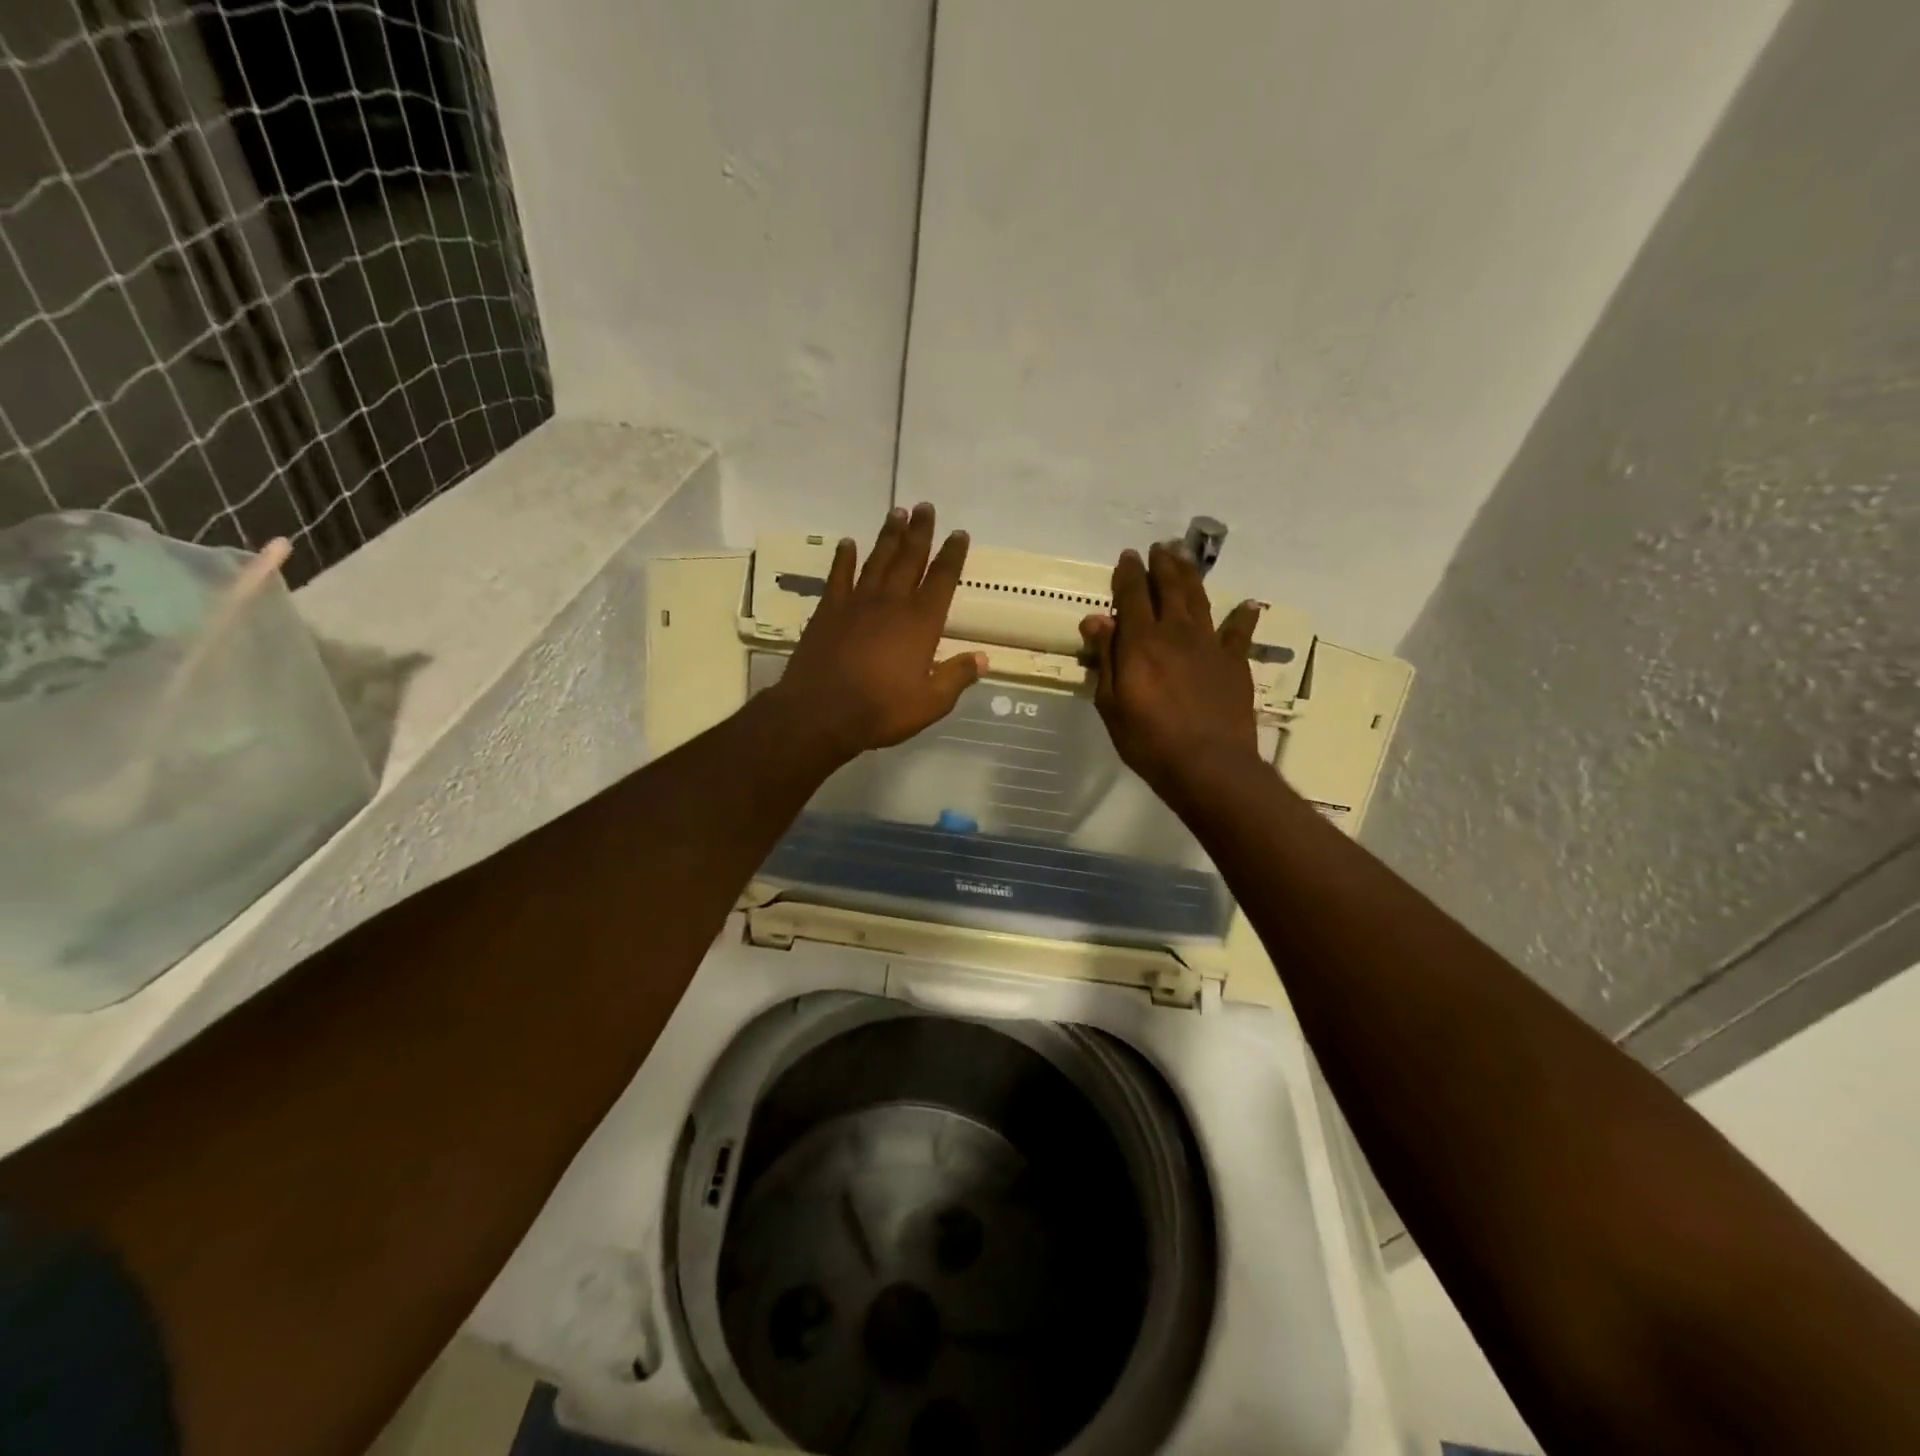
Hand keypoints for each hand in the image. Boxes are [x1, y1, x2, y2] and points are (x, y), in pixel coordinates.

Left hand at [772, 503, 985, 766]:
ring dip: (888, 536)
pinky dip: (844, 558)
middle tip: (926, 507)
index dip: (952, 555)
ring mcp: (857, 603)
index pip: (942, 580)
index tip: (959, 534)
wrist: (820, 713)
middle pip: (910, 558)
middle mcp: (892, 603)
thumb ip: (956, 677)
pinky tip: (848, 543)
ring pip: (877, 560)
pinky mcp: (828, 610)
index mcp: (921, 623)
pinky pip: (839, 576)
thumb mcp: (930, 703)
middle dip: (920, 532)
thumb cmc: (880, 711)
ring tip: (897, 512)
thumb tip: (983, 658)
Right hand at [1079, 541, 1265, 805]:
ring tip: (1185, 558)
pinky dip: (1242, 617)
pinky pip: (1239, 632)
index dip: (1129, 573)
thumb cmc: (1149, 740)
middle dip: (1162, 565)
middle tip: (1159, 547)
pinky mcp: (1234, 663)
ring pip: (1199, 600)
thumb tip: (1097, 618)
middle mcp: (1177, 633)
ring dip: (1191, 576)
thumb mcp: (1112, 704)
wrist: (1209, 765)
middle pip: (1170, 588)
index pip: (1133, 595)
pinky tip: (1247, 605)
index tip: (1127, 556)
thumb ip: (1107, 658)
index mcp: (1142, 641)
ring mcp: (1210, 645)